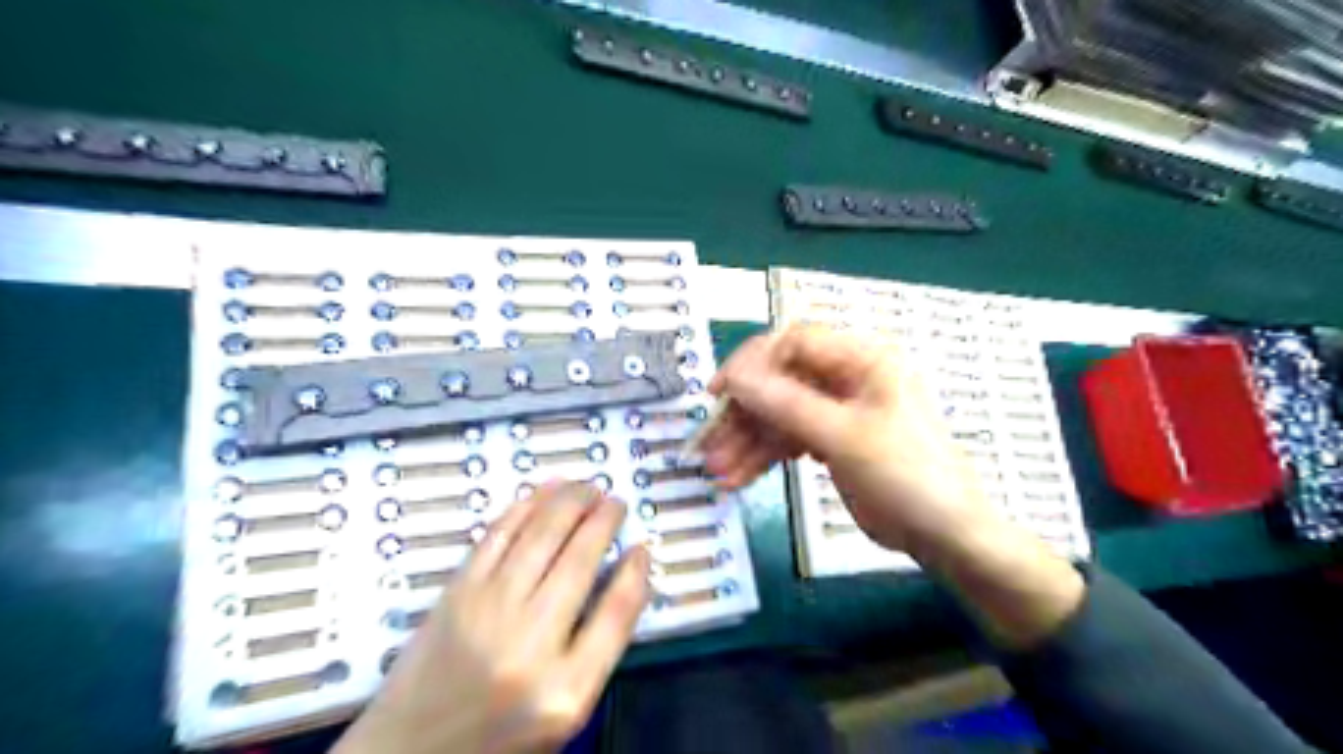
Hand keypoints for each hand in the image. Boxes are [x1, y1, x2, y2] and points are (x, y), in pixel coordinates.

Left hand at [333, 483, 649, 753]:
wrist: (410, 752)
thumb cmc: (498, 734)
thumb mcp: (563, 711)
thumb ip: (596, 649)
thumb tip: (620, 578)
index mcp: (566, 689)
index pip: (616, 613)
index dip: (635, 573)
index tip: (643, 547)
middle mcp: (530, 644)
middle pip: (579, 561)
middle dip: (604, 520)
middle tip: (615, 501)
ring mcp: (488, 612)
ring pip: (541, 536)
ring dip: (570, 501)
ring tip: (588, 487)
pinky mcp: (456, 593)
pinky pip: (499, 535)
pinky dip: (526, 506)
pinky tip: (545, 492)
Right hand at [705, 325, 1083, 646]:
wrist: (945, 534)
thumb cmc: (906, 475)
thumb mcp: (844, 437)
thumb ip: (786, 404)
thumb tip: (734, 377)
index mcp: (862, 359)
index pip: (794, 342)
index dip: (752, 363)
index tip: (720, 393)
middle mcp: (847, 377)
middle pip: (781, 382)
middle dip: (744, 415)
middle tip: (711, 445)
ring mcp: (838, 410)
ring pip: (780, 414)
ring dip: (748, 441)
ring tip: (719, 472)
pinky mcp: (833, 440)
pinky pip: (790, 439)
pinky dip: (765, 457)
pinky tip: (739, 479)